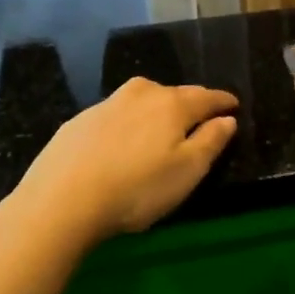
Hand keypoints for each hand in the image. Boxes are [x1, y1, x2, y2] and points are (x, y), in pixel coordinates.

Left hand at [13, 77, 238, 240]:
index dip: (223, 102)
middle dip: (190, 104)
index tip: (233, 105)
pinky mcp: (80, 120)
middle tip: (199, 119)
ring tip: (161, 129)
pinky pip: (117, 114)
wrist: (61, 199)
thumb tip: (227, 118)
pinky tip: (123, 142)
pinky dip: (128, 122)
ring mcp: (107, 104)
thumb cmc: (136, 189)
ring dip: (157, 110)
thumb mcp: (186, 172)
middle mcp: (141, 94)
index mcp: (172, 104)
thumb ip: (211, 141)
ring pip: (143, 100)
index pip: (206, 96)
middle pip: (174, 94)